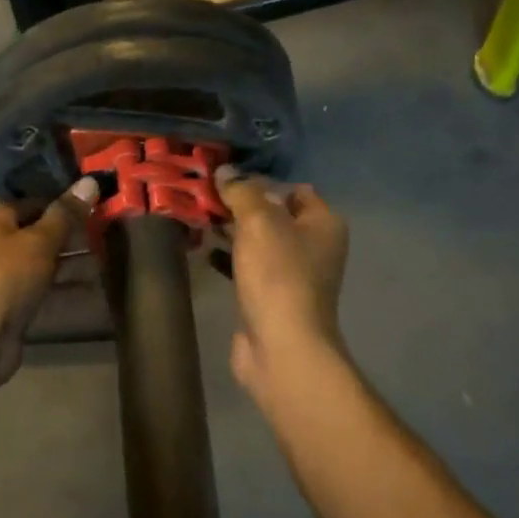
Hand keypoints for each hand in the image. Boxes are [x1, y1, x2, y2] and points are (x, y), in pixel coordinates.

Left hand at [0, 178, 99, 388]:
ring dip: (72, 264)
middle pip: (38, 235)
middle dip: (71, 236)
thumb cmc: (6, 278)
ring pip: (44, 265)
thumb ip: (65, 215)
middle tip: (108, 233)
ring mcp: (5, 280)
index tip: (94, 204)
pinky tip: (93, 291)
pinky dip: (66, 290)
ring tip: (109, 261)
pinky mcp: (14, 309)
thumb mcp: (39, 241)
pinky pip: (44, 293)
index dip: (61, 203)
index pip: (32, 204)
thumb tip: (90, 181)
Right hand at [214, 166, 348, 396]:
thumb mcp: (258, 222)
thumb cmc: (277, 276)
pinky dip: (227, 258)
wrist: (281, 346)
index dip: (261, 180)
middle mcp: (313, 246)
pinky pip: (247, 267)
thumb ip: (241, 192)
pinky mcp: (270, 297)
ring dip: (229, 231)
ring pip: (257, 241)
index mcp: (323, 223)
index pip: (293, 189)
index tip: (225, 178)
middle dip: (239, 205)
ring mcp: (292, 274)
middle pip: (273, 214)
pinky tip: (203, 251)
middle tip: (203, 195)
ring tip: (196, 217)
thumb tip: (225, 171)